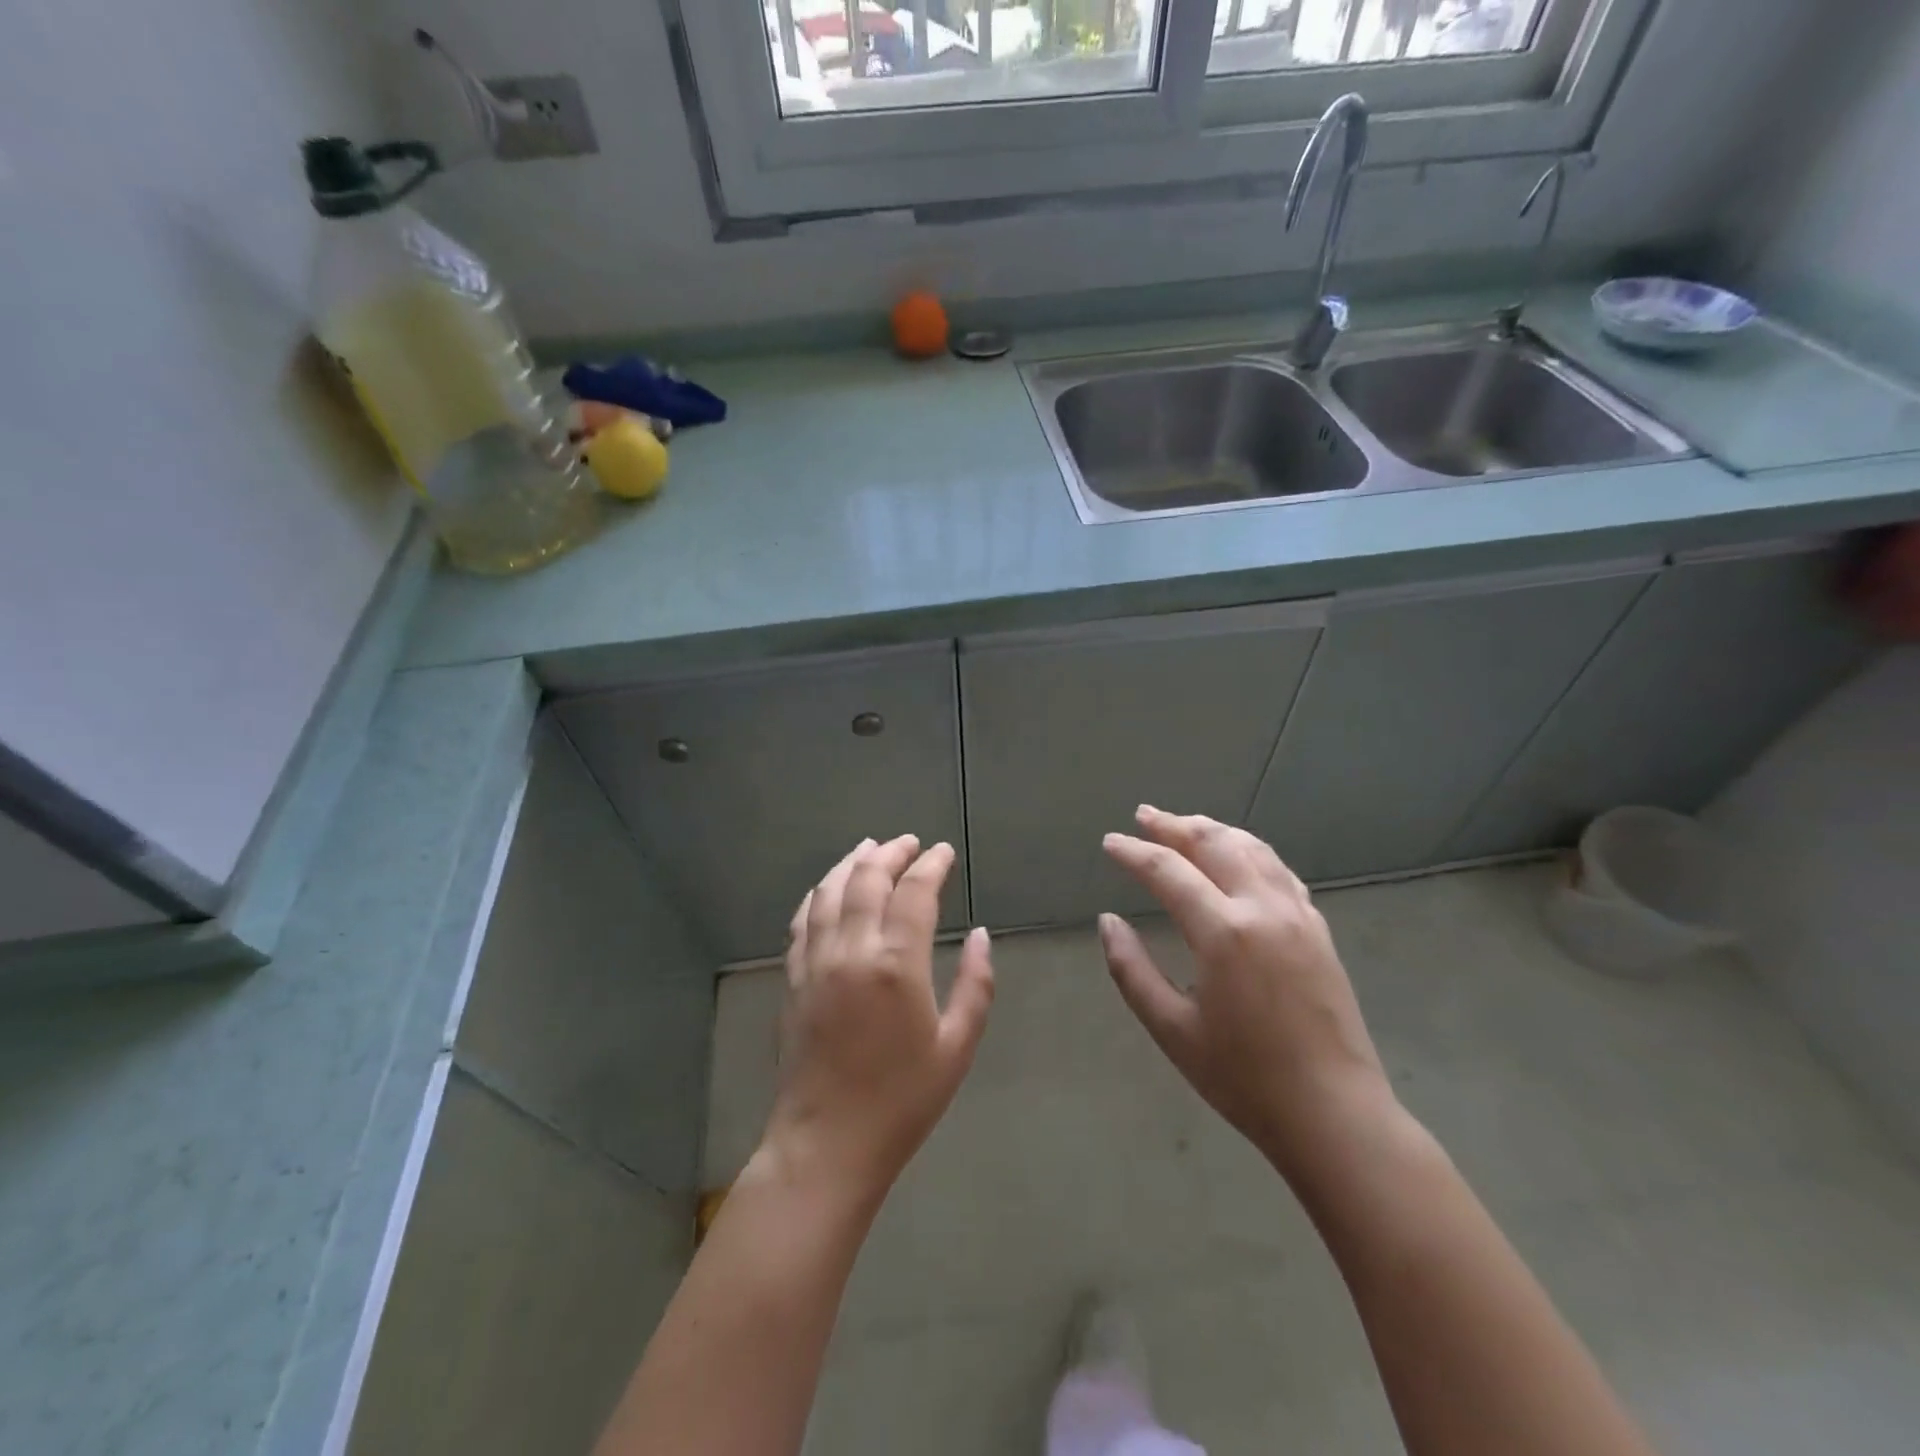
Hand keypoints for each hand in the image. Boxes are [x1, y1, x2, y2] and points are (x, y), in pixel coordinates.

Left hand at [759, 835, 994, 1203]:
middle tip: (909, 842)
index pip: (914, 893)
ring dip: (851, 863)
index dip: (930, 865)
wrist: (827, 1144)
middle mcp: (851, 951)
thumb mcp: (956, 1047)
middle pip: (867, 880)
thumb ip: (974, 985)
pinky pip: (802, 921)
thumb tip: (980, 936)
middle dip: (890, 853)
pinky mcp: (793, 979)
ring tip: (869, 848)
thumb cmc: (902, 1101)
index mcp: (896, 965)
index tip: (943, 852)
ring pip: (829, 892)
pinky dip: (817, 894)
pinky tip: (827, 888)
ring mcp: (816, 963)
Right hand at [1099, 806, 1394, 1178]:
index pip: (1167, 870)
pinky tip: (1239, 857)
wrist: (1335, 1115)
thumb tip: (1107, 922)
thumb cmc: (1244, 1078)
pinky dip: (1250, 851)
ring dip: (1214, 830)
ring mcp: (1297, 915)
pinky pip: (1279, 871)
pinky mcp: (1318, 929)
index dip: (1133, 852)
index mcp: (1222, 931)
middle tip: (1143, 816)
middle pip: (1213, 843)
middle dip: (1174, 825)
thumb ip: (1131, 970)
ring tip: (1185, 825)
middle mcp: (1262, 908)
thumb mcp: (1172, 1029)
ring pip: (1252, 848)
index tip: (1110, 842)